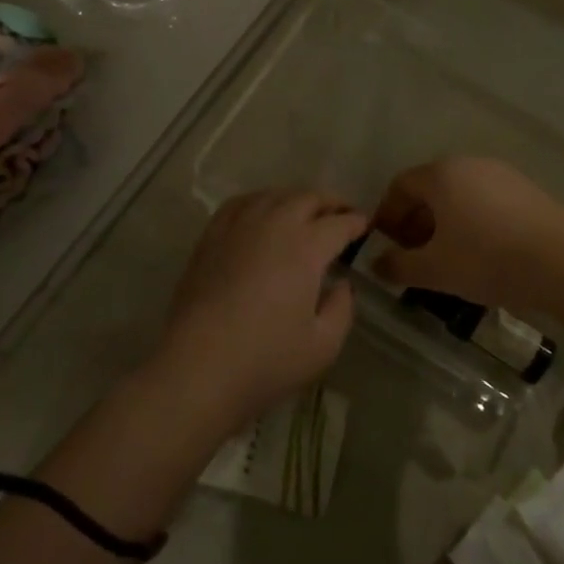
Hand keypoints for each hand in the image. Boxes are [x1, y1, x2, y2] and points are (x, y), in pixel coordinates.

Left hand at [149, 190, 364, 437]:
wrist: (198, 368)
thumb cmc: (266, 360)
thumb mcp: (323, 345)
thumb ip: (342, 309)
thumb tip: (342, 285)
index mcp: (306, 247)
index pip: (339, 223)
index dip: (356, 222)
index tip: (365, 225)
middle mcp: (274, 224)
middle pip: (307, 198)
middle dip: (330, 203)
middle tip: (342, 214)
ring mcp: (238, 227)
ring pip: (273, 195)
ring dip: (296, 198)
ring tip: (305, 211)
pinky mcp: (211, 237)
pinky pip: (240, 203)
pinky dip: (259, 200)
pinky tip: (261, 212)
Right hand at [370, 158, 563, 310]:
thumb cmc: (487, 259)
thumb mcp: (434, 270)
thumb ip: (398, 265)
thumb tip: (377, 264)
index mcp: (442, 174)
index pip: (400, 186)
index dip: (387, 215)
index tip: (386, 245)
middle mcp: (470, 164)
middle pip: (430, 188)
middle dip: (416, 221)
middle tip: (414, 255)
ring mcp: (503, 174)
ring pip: (460, 195)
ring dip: (444, 223)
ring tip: (447, 258)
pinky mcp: (528, 190)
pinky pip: (486, 201)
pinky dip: (472, 221)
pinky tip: (481, 253)